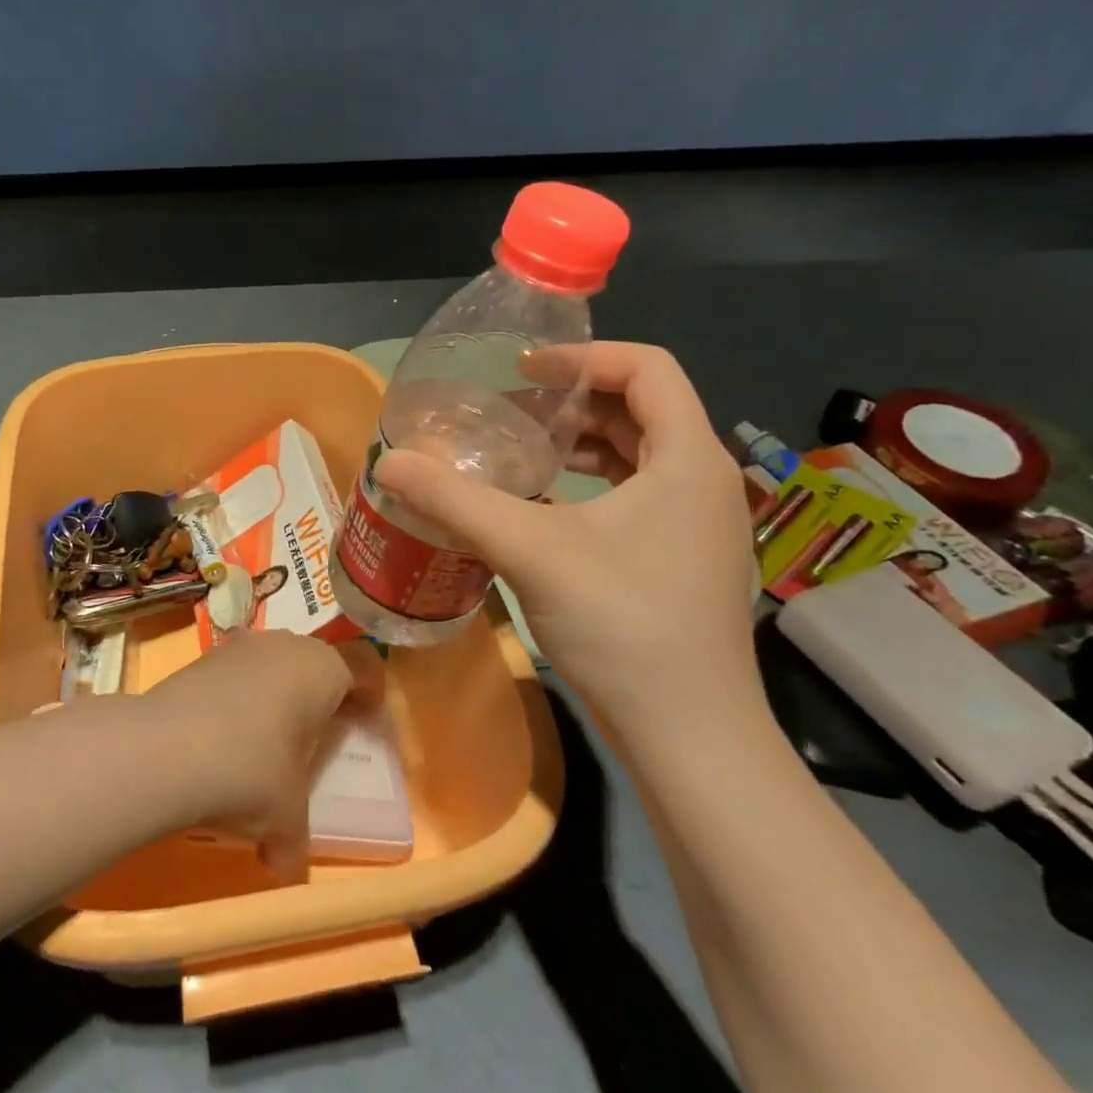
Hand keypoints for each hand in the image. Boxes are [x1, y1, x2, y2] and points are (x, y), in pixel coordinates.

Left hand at [140, 630, 362, 876]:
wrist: (164, 750)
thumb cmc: (249, 773)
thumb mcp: (285, 817)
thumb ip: (292, 838)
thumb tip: (280, 862)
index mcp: (322, 669)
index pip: (363, 663)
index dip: (369, 691)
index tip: (364, 720)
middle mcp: (285, 645)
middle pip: (316, 660)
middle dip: (320, 694)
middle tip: (316, 735)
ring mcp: (240, 646)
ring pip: (273, 662)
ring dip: (277, 693)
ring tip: (266, 739)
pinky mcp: (203, 657)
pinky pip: (237, 672)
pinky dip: (240, 697)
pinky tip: (224, 736)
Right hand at [374, 342, 762, 753]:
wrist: (690, 737)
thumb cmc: (624, 625)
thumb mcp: (531, 551)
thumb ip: (456, 500)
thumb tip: (388, 463)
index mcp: (688, 459)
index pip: (648, 367)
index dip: (582, 356)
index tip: (522, 370)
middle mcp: (704, 481)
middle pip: (642, 408)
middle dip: (573, 400)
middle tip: (510, 410)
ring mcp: (699, 526)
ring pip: (640, 455)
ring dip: (582, 442)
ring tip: (522, 450)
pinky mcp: (683, 561)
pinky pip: (638, 495)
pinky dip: (592, 484)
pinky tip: (544, 508)